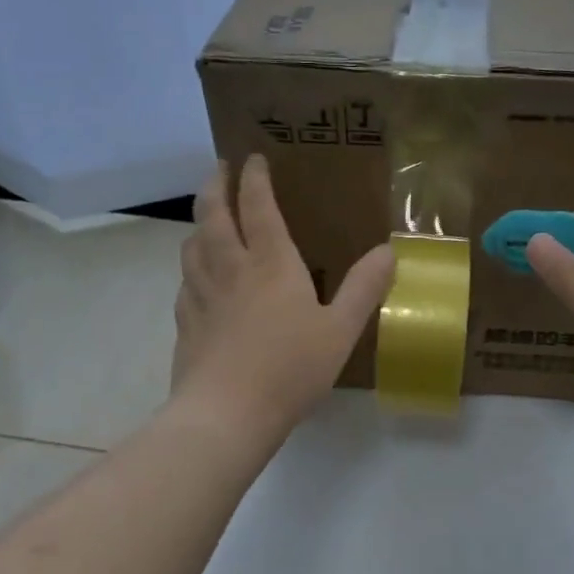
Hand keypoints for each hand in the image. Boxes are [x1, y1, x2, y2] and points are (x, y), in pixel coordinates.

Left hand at [172, 155, 394, 439]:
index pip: (257, 206)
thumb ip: (364, 289)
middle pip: (213, 214)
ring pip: (193, 244)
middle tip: (220, 169)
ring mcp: (202, 295)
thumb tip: (388, 251)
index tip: (253, 158)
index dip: (255, 178)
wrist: (226, 414)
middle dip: (216, 185)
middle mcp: (230, 268)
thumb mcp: (340, 330)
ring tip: (206, 215)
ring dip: (199, 221)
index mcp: (270, 264)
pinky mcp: (186, 322)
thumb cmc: (290, 369)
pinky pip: (185, 280)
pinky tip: (197, 276)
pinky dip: (191, 264)